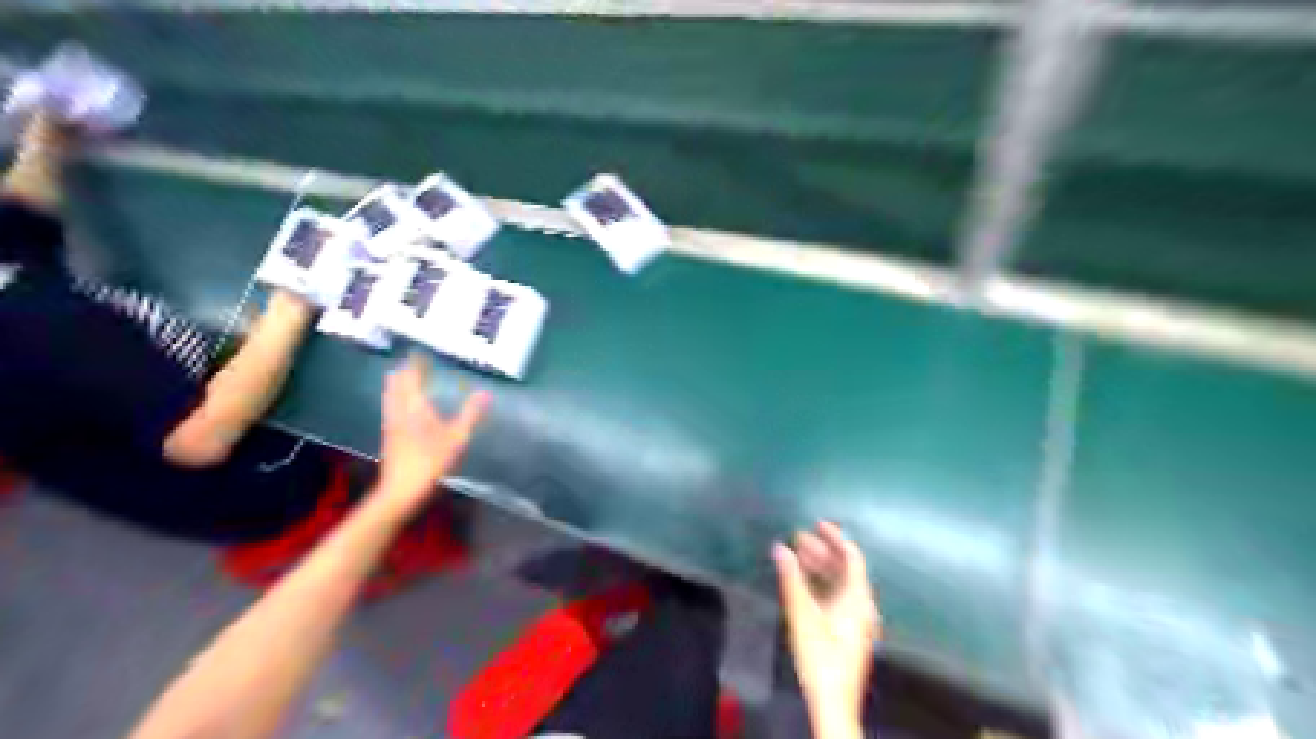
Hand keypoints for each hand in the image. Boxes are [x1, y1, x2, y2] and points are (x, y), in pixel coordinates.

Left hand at [372, 355, 490, 516]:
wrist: (401, 488)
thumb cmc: (431, 460)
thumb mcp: (457, 437)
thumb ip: (471, 413)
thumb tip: (485, 393)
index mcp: (415, 405)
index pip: (412, 376)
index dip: (415, 363)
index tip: (420, 352)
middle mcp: (399, 409)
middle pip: (397, 383)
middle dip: (405, 370)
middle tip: (413, 361)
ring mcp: (391, 422)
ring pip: (391, 394)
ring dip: (398, 382)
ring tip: (404, 375)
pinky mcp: (389, 434)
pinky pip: (390, 406)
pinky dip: (395, 396)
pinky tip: (402, 404)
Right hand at [773, 523, 876, 735]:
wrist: (833, 701)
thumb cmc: (819, 655)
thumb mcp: (802, 614)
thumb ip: (791, 578)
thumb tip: (780, 548)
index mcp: (856, 597)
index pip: (851, 556)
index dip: (835, 537)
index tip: (816, 523)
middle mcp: (861, 604)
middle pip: (845, 569)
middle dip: (822, 551)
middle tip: (797, 538)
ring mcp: (856, 619)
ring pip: (840, 583)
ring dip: (820, 567)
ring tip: (796, 557)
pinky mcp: (849, 631)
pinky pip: (838, 595)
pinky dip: (822, 583)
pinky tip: (803, 583)